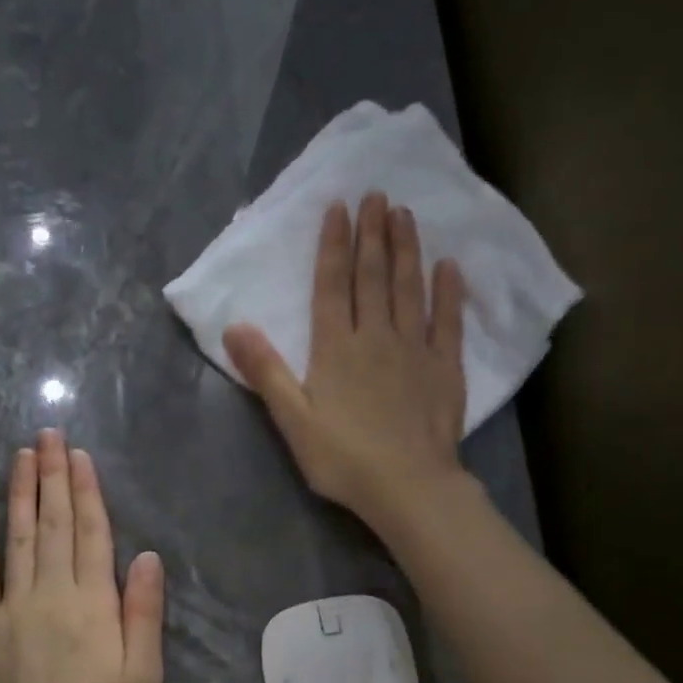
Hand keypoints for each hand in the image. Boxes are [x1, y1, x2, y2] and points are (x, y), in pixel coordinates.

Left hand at [0, 430, 164, 682]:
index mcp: (92, 602)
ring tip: (20, 456)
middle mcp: (50, 594)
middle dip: (51, 476)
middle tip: (48, 435)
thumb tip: (145, 555)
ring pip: (16, 539)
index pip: (89, 532)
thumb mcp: (143, 674)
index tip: (78, 455)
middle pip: (51, 524)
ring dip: (18, 494)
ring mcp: (12, 609)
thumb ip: (142, 611)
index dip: (84, 490)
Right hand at [223, 192, 466, 532]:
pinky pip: (447, 321)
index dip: (334, 244)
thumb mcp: (292, 420)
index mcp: (336, 348)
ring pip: (410, 288)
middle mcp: (376, 337)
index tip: (339, 207)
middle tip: (377, 194)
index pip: (332, 285)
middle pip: (373, 276)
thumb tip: (234, 327)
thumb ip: (265, 371)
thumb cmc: (343, 458)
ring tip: (405, 214)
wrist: (408, 487)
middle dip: (372, 233)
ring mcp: (415, 349)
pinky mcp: (445, 368)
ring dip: (407, 249)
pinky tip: (449, 266)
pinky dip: (448, 292)